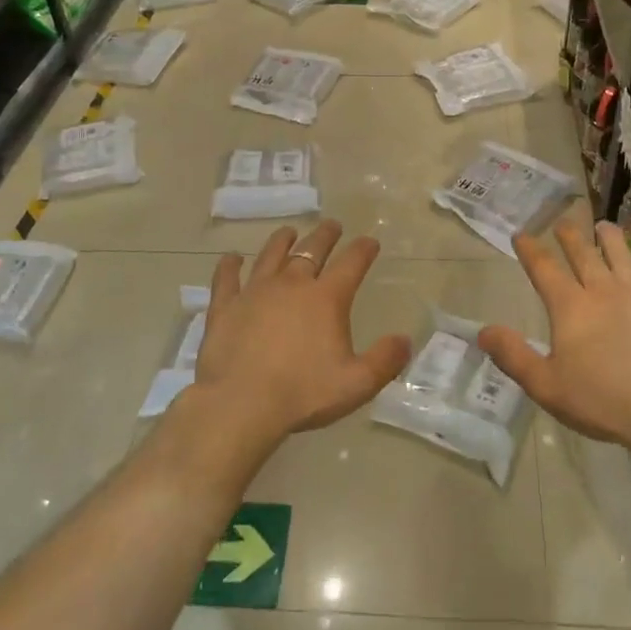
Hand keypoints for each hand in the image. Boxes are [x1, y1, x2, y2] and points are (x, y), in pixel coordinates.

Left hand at [194, 220, 412, 442]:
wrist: (241, 403)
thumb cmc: (303, 393)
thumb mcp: (357, 383)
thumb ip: (385, 360)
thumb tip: (405, 339)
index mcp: (326, 298)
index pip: (352, 263)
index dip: (364, 249)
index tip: (370, 242)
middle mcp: (292, 284)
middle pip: (312, 249)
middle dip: (325, 235)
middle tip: (332, 226)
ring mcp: (255, 292)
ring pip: (271, 255)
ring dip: (282, 241)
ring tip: (289, 231)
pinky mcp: (225, 307)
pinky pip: (227, 278)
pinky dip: (229, 265)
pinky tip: (231, 258)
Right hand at [478, 220, 630, 452]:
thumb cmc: (600, 400)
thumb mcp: (545, 385)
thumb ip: (513, 356)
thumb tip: (483, 331)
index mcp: (571, 307)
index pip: (544, 269)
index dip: (530, 250)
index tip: (521, 235)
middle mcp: (604, 291)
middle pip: (584, 255)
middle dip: (570, 237)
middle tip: (563, 223)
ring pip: (623, 256)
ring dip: (610, 239)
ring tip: (604, 226)